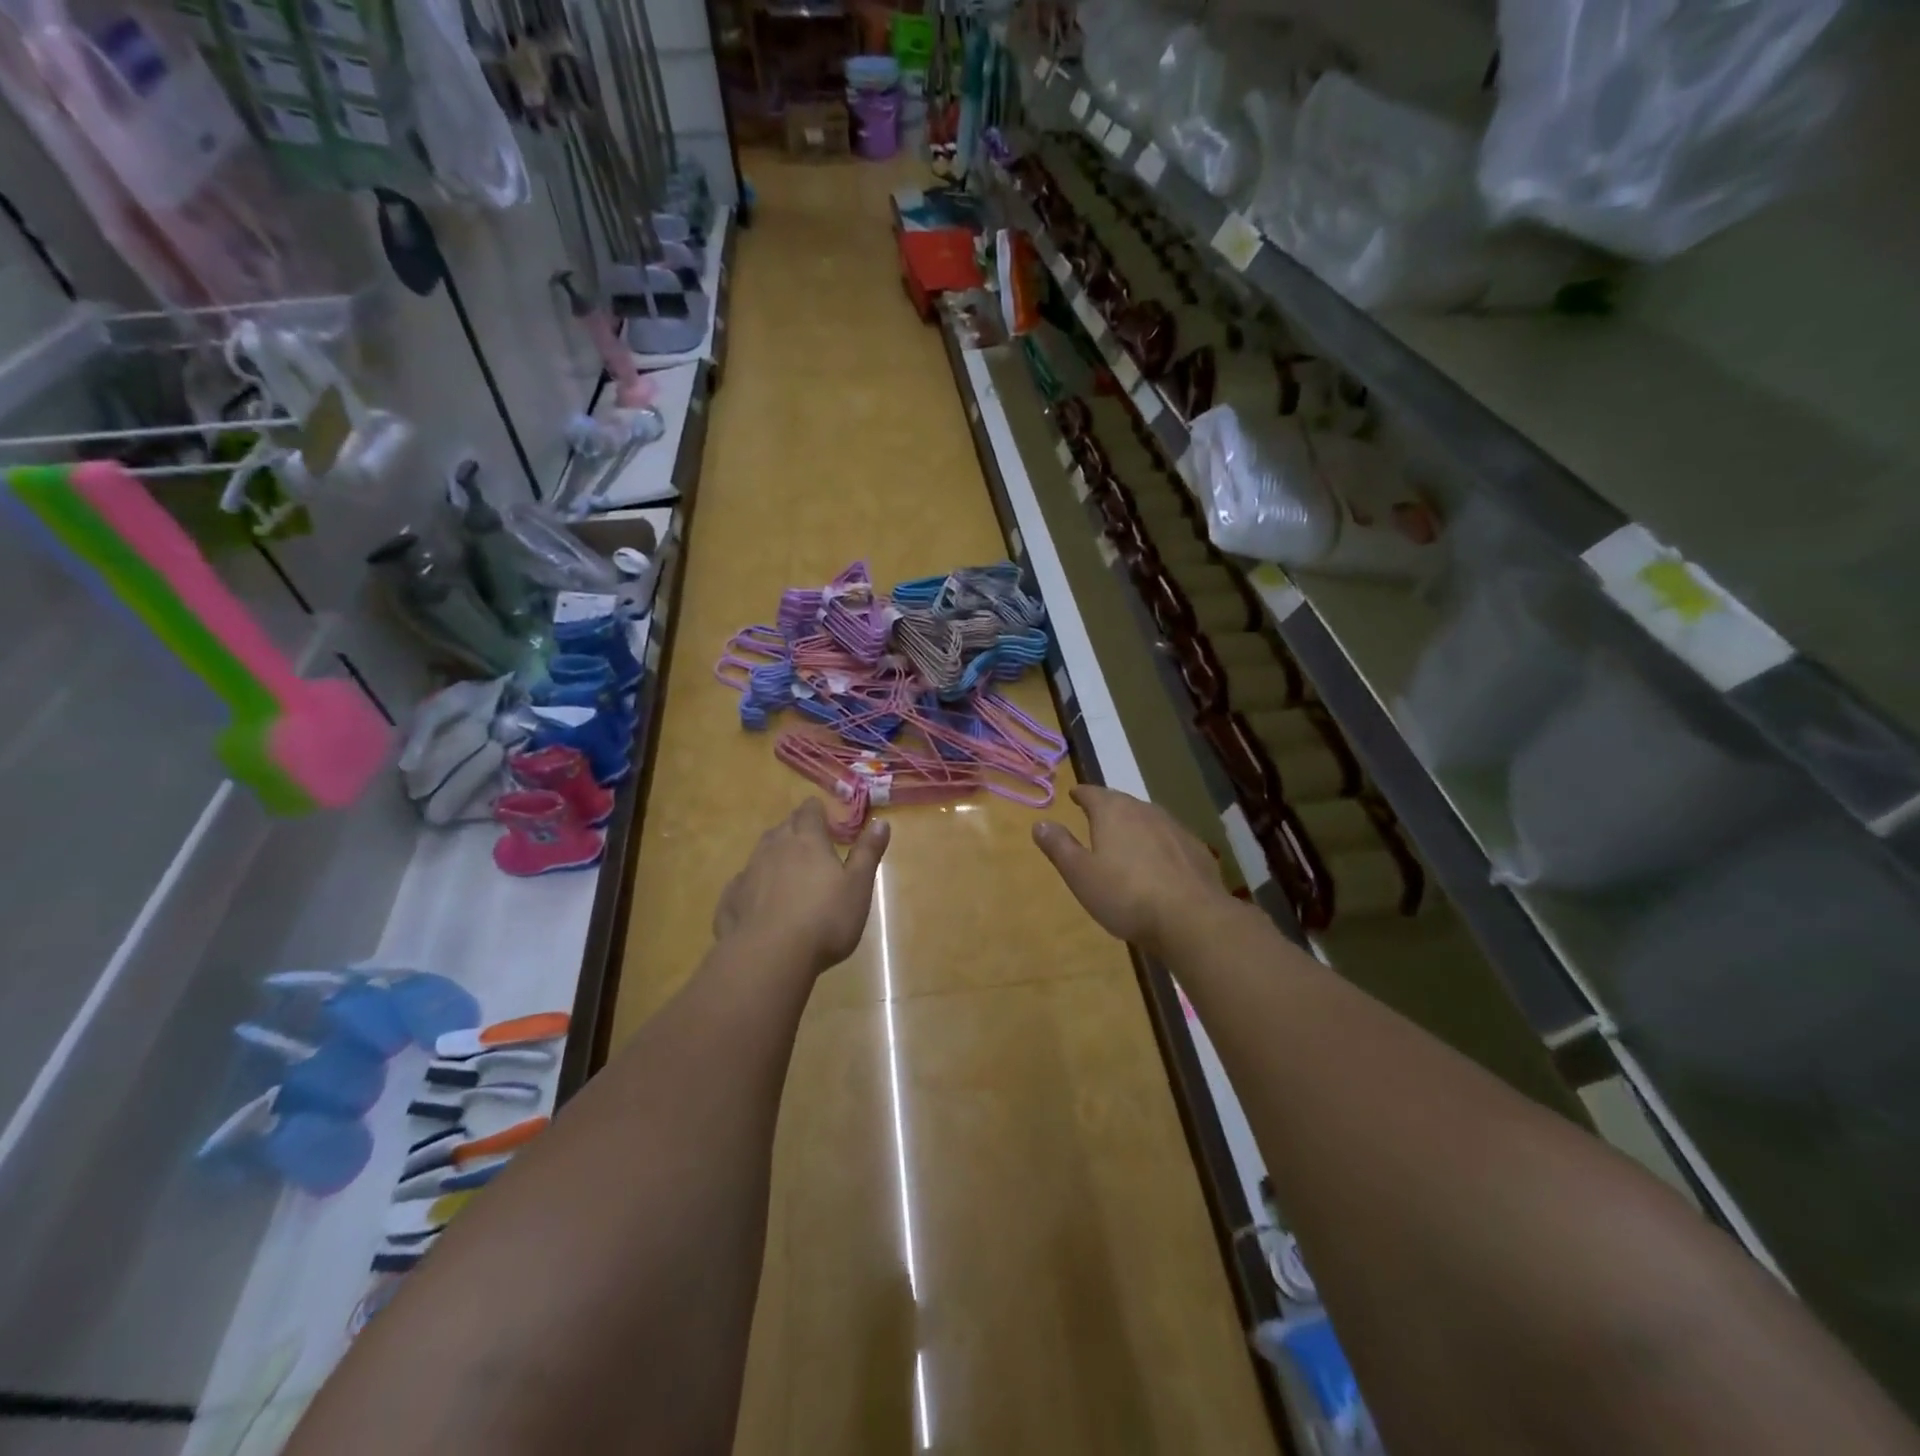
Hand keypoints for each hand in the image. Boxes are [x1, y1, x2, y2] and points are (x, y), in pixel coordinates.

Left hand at [713, 800, 890, 973]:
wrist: (769, 956)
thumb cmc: (825, 919)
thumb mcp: (858, 886)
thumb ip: (868, 852)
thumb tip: (880, 821)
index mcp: (807, 840)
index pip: (810, 810)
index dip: (818, 812)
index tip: (828, 822)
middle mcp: (775, 847)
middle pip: (784, 826)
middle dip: (797, 830)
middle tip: (812, 846)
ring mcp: (749, 871)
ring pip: (762, 851)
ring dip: (776, 855)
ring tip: (789, 872)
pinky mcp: (731, 897)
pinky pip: (744, 881)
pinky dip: (755, 884)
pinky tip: (761, 901)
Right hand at [1033, 786, 1230, 956]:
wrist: (1191, 918)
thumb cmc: (1125, 895)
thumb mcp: (1080, 874)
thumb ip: (1059, 846)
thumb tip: (1040, 823)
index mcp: (1113, 812)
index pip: (1093, 793)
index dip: (1081, 794)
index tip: (1074, 794)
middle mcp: (1145, 811)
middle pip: (1122, 802)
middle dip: (1108, 806)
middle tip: (1096, 814)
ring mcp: (1175, 829)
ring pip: (1148, 818)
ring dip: (1135, 824)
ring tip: (1125, 836)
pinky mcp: (1196, 850)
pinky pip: (1170, 839)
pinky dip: (1158, 844)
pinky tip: (1158, 862)